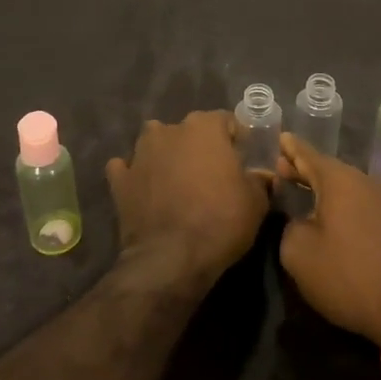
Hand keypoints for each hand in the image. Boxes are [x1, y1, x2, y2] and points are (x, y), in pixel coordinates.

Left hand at [107, 110, 271, 283]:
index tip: (242, 160)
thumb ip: (259, 179)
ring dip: (166, 156)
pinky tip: (145, 191)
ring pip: (155, 144)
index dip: (235, 140)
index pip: (225, 120)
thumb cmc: (221, 221)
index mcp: (204, 127)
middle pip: (189, 131)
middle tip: (211, 175)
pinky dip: (136, 176)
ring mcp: (139, 154)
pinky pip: (127, 169)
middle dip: (199, 147)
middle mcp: (169, 131)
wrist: (171, 259)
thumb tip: (261, 174)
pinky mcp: (119, 180)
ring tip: (177, 182)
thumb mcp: (256, 202)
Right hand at [276, 133, 380, 343]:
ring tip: (306, 193)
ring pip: (349, 188)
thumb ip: (289, 227)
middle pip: (330, 170)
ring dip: (327, 190)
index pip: (308, 155)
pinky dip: (346, 205)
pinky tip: (336, 218)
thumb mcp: (299, 253)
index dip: (291, 148)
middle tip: (284, 168)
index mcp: (340, 180)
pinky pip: (364, 204)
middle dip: (306, 170)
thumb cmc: (348, 275)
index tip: (280, 137)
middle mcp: (367, 182)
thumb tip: (299, 220)